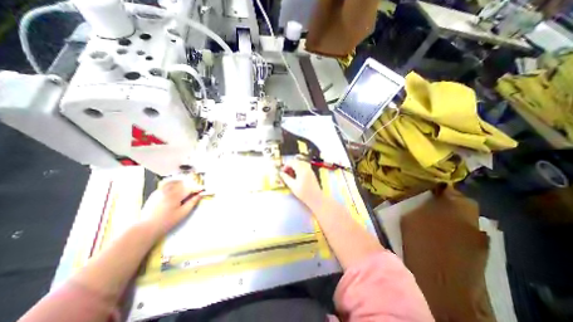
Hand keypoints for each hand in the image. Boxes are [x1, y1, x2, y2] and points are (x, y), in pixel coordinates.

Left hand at [139, 179, 201, 238]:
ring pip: (174, 182)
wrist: (146, 227)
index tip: (203, 190)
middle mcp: (168, 190)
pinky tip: (177, 190)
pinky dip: (174, 184)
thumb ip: (192, 202)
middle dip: (191, 185)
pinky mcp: (155, 193)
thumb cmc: (167, 221)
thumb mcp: (183, 213)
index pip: (189, 187)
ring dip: (183, 183)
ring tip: (187, 188)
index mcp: (175, 195)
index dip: (197, 188)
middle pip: (183, 183)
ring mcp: (160, 190)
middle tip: (196, 190)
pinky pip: (167, 184)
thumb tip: (200, 195)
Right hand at [280, 158, 324, 210]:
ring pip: (300, 163)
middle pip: (296, 161)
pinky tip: (297, 176)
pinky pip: (304, 166)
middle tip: (286, 173)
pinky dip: (299, 168)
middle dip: (290, 166)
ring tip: (291, 174)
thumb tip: (281, 173)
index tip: (282, 172)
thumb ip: (286, 178)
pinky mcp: (311, 173)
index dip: (286, 166)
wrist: (316, 198)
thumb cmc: (304, 193)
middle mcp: (306, 167)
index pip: (292, 162)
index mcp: (301, 170)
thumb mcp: (293, 186)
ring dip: (294, 167)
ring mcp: (310, 169)